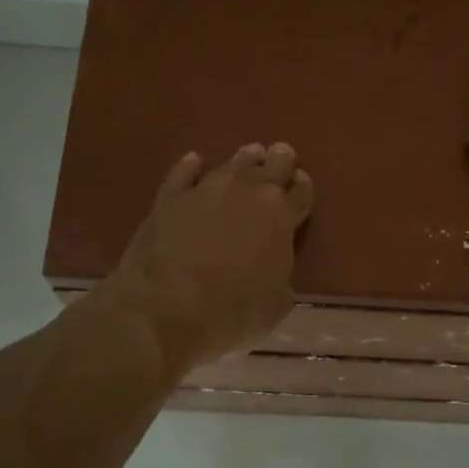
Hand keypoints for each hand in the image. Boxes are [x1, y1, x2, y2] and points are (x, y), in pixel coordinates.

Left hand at [103, 142, 314, 376]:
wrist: (165, 310)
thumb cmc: (232, 313)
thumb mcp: (276, 305)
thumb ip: (281, 277)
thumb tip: (275, 270)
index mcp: (281, 217)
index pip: (301, 193)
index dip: (303, 188)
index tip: (301, 184)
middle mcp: (248, 192)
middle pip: (272, 167)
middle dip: (280, 161)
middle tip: (282, 155)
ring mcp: (206, 190)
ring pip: (232, 164)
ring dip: (245, 159)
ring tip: (251, 153)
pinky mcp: (169, 198)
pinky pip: (183, 174)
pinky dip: (191, 167)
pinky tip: (194, 160)